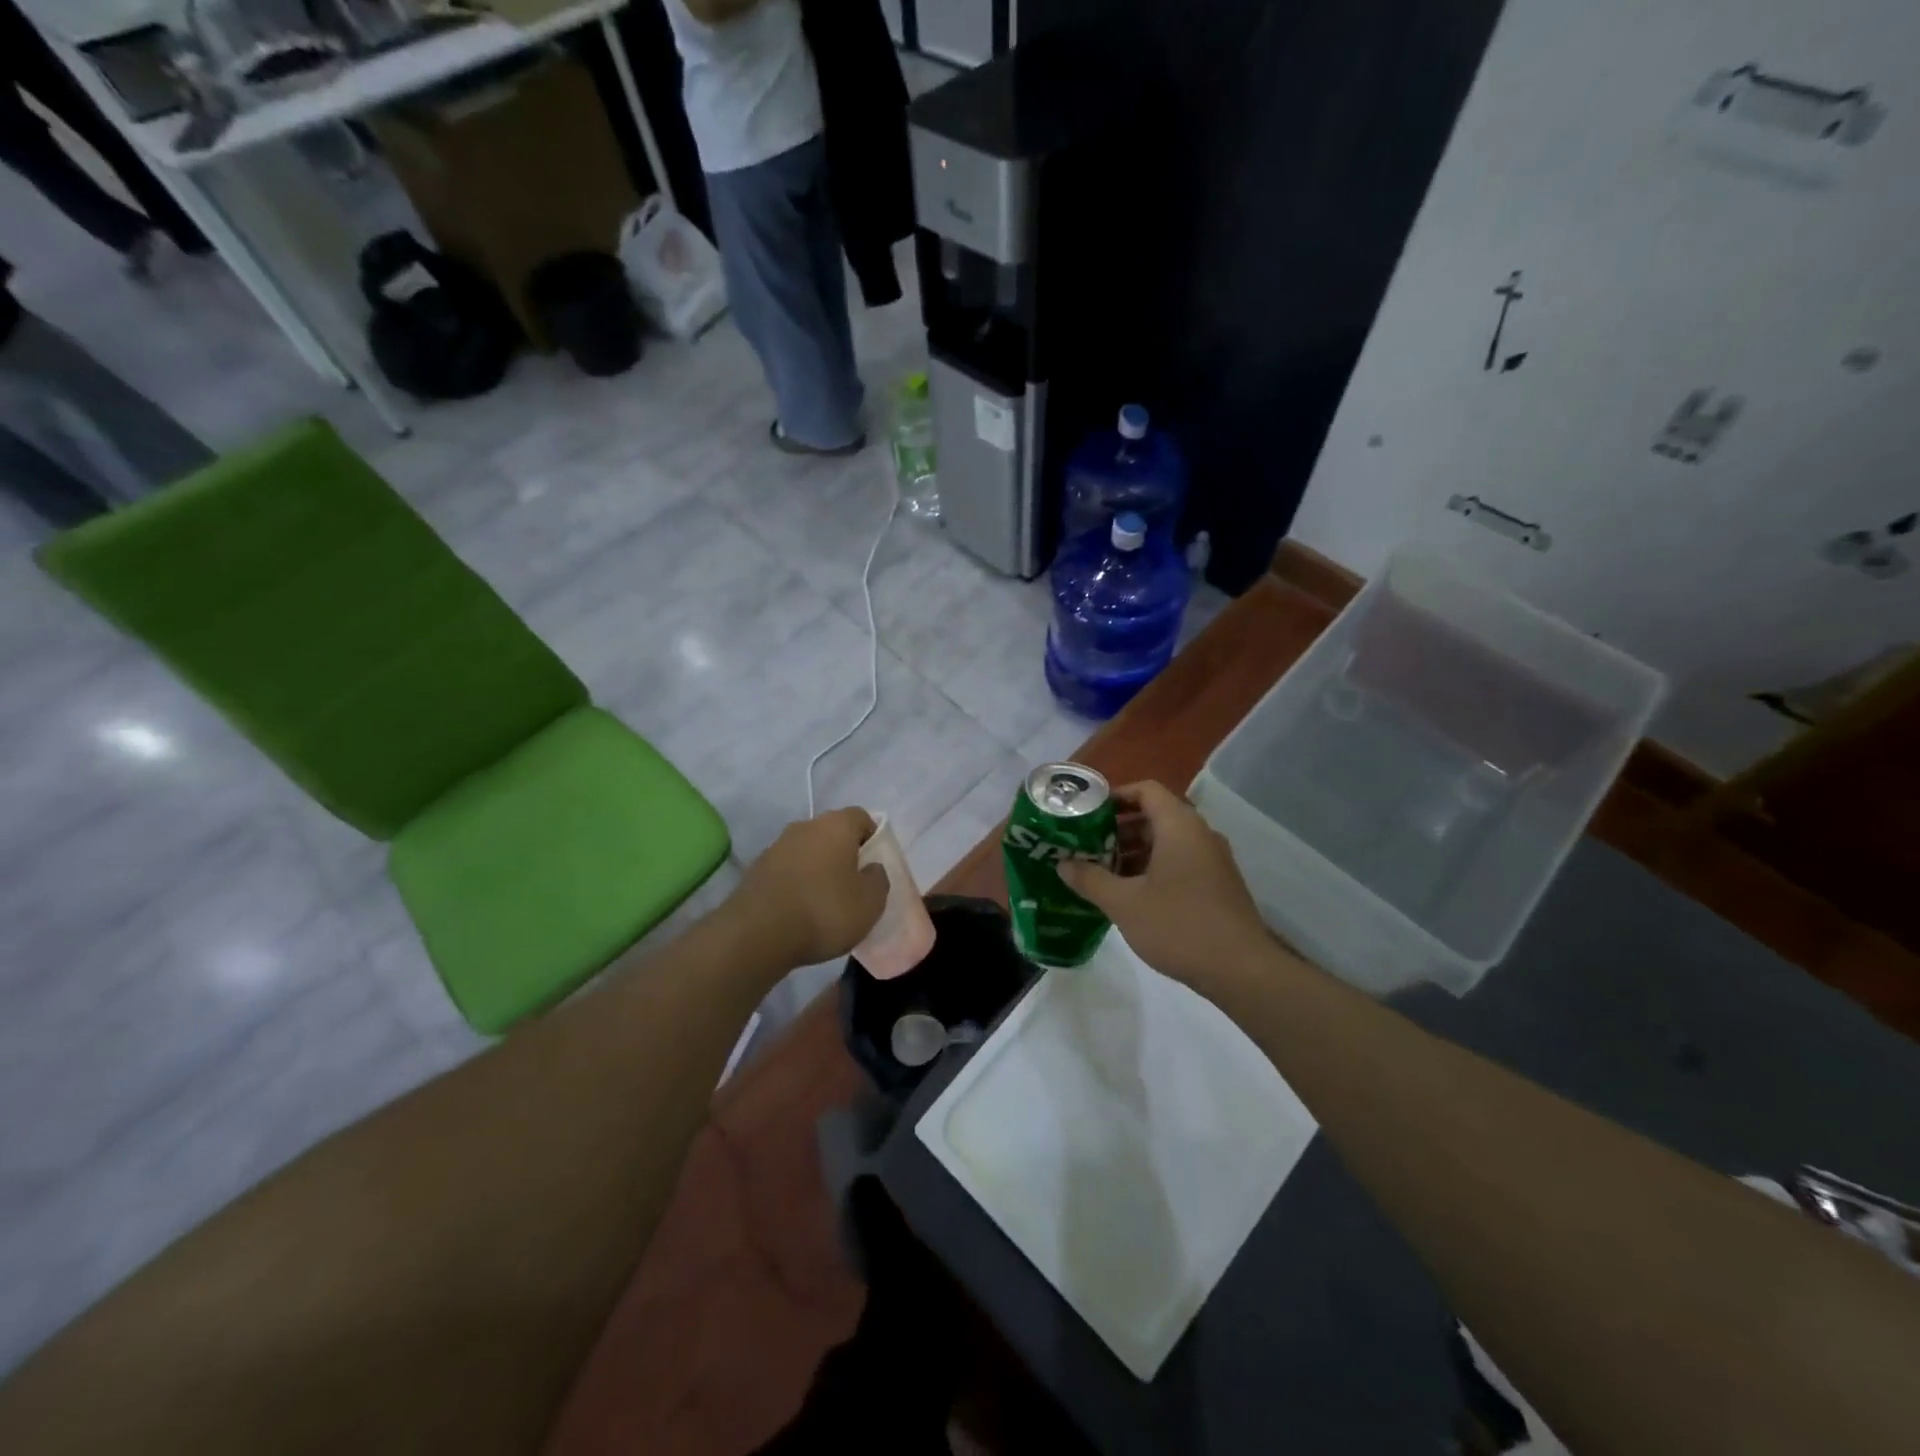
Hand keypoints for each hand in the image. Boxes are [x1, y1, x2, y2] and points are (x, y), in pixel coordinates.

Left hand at [732, 807, 889, 968]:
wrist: (757, 933)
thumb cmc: (825, 911)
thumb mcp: (870, 902)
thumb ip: (878, 879)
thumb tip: (871, 868)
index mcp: (836, 825)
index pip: (862, 817)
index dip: (872, 838)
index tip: (874, 865)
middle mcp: (805, 826)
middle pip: (832, 833)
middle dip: (844, 854)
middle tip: (853, 885)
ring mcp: (776, 846)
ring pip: (807, 851)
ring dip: (818, 869)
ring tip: (825, 903)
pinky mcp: (756, 870)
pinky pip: (787, 870)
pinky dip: (796, 884)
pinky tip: (800, 911)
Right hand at [1058, 782, 1275, 990]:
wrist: (1241, 970)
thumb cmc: (1178, 925)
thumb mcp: (1124, 903)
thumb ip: (1090, 879)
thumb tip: (1062, 864)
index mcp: (1179, 826)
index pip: (1146, 790)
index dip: (1115, 796)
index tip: (1087, 813)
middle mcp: (1200, 835)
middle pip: (1155, 816)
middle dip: (1118, 829)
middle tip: (1087, 845)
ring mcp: (1213, 861)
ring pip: (1167, 842)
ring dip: (1134, 852)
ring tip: (1102, 872)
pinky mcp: (1218, 885)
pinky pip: (1180, 862)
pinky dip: (1153, 868)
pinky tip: (1131, 895)